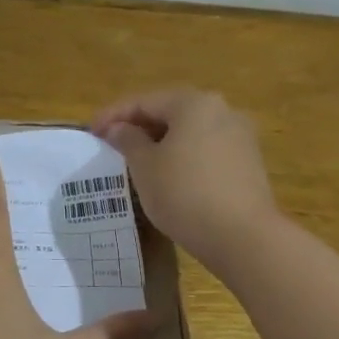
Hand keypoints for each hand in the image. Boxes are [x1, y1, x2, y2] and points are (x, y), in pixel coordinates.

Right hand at [90, 88, 278, 271]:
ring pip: (191, 132)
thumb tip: (119, 128)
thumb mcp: (145, 167)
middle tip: (112, 145)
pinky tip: (169, 177)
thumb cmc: (185, 194)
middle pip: (171, 112)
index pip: (144, 101)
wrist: (243, 237)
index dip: (113, 115)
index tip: (90, 132)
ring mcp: (240, 137)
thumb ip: (128, 141)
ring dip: (162, 143)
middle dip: (139, 127)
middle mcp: (222, 110)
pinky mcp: (249, 163)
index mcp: (194, 103)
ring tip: (137, 162)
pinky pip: (206, 151)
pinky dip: (184, 157)